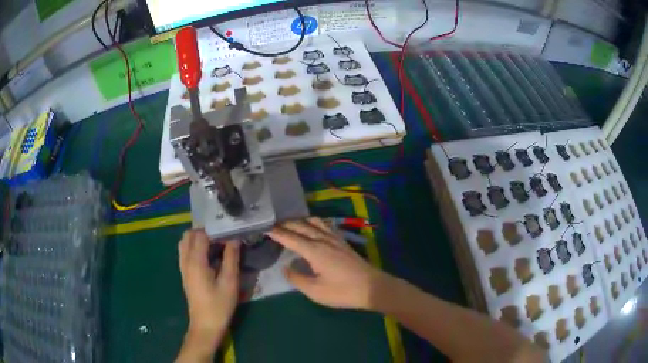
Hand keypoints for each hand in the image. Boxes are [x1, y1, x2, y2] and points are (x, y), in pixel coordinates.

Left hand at [178, 229, 238, 344]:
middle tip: (222, 238)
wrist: (205, 324)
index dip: (215, 230)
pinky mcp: (184, 273)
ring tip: (216, 245)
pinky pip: (185, 251)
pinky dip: (194, 247)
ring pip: (184, 242)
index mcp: (196, 261)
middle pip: (189, 234)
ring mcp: (183, 267)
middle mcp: (186, 260)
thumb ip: (231, 258)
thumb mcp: (229, 282)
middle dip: (205, 231)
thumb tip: (234, 239)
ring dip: (198, 238)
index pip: (201, 234)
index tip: (229, 232)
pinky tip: (209, 256)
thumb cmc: (219, 305)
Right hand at [267, 218, 386, 309]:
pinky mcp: (342, 241)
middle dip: (285, 223)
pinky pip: (324, 225)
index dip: (276, 232)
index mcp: (315, 251)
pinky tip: (312, 227)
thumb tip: (285, 267)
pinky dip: (312, 222)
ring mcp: (334, 239)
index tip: (263, 226)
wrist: (372, 287)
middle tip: (271, 223)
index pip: (290, 237)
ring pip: (313, 222)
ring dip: (299, 220)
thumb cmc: (342, 292)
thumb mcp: (315, 291)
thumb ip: (297, 278)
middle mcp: (323, 240)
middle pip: (301, 226)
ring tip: (289, 223)